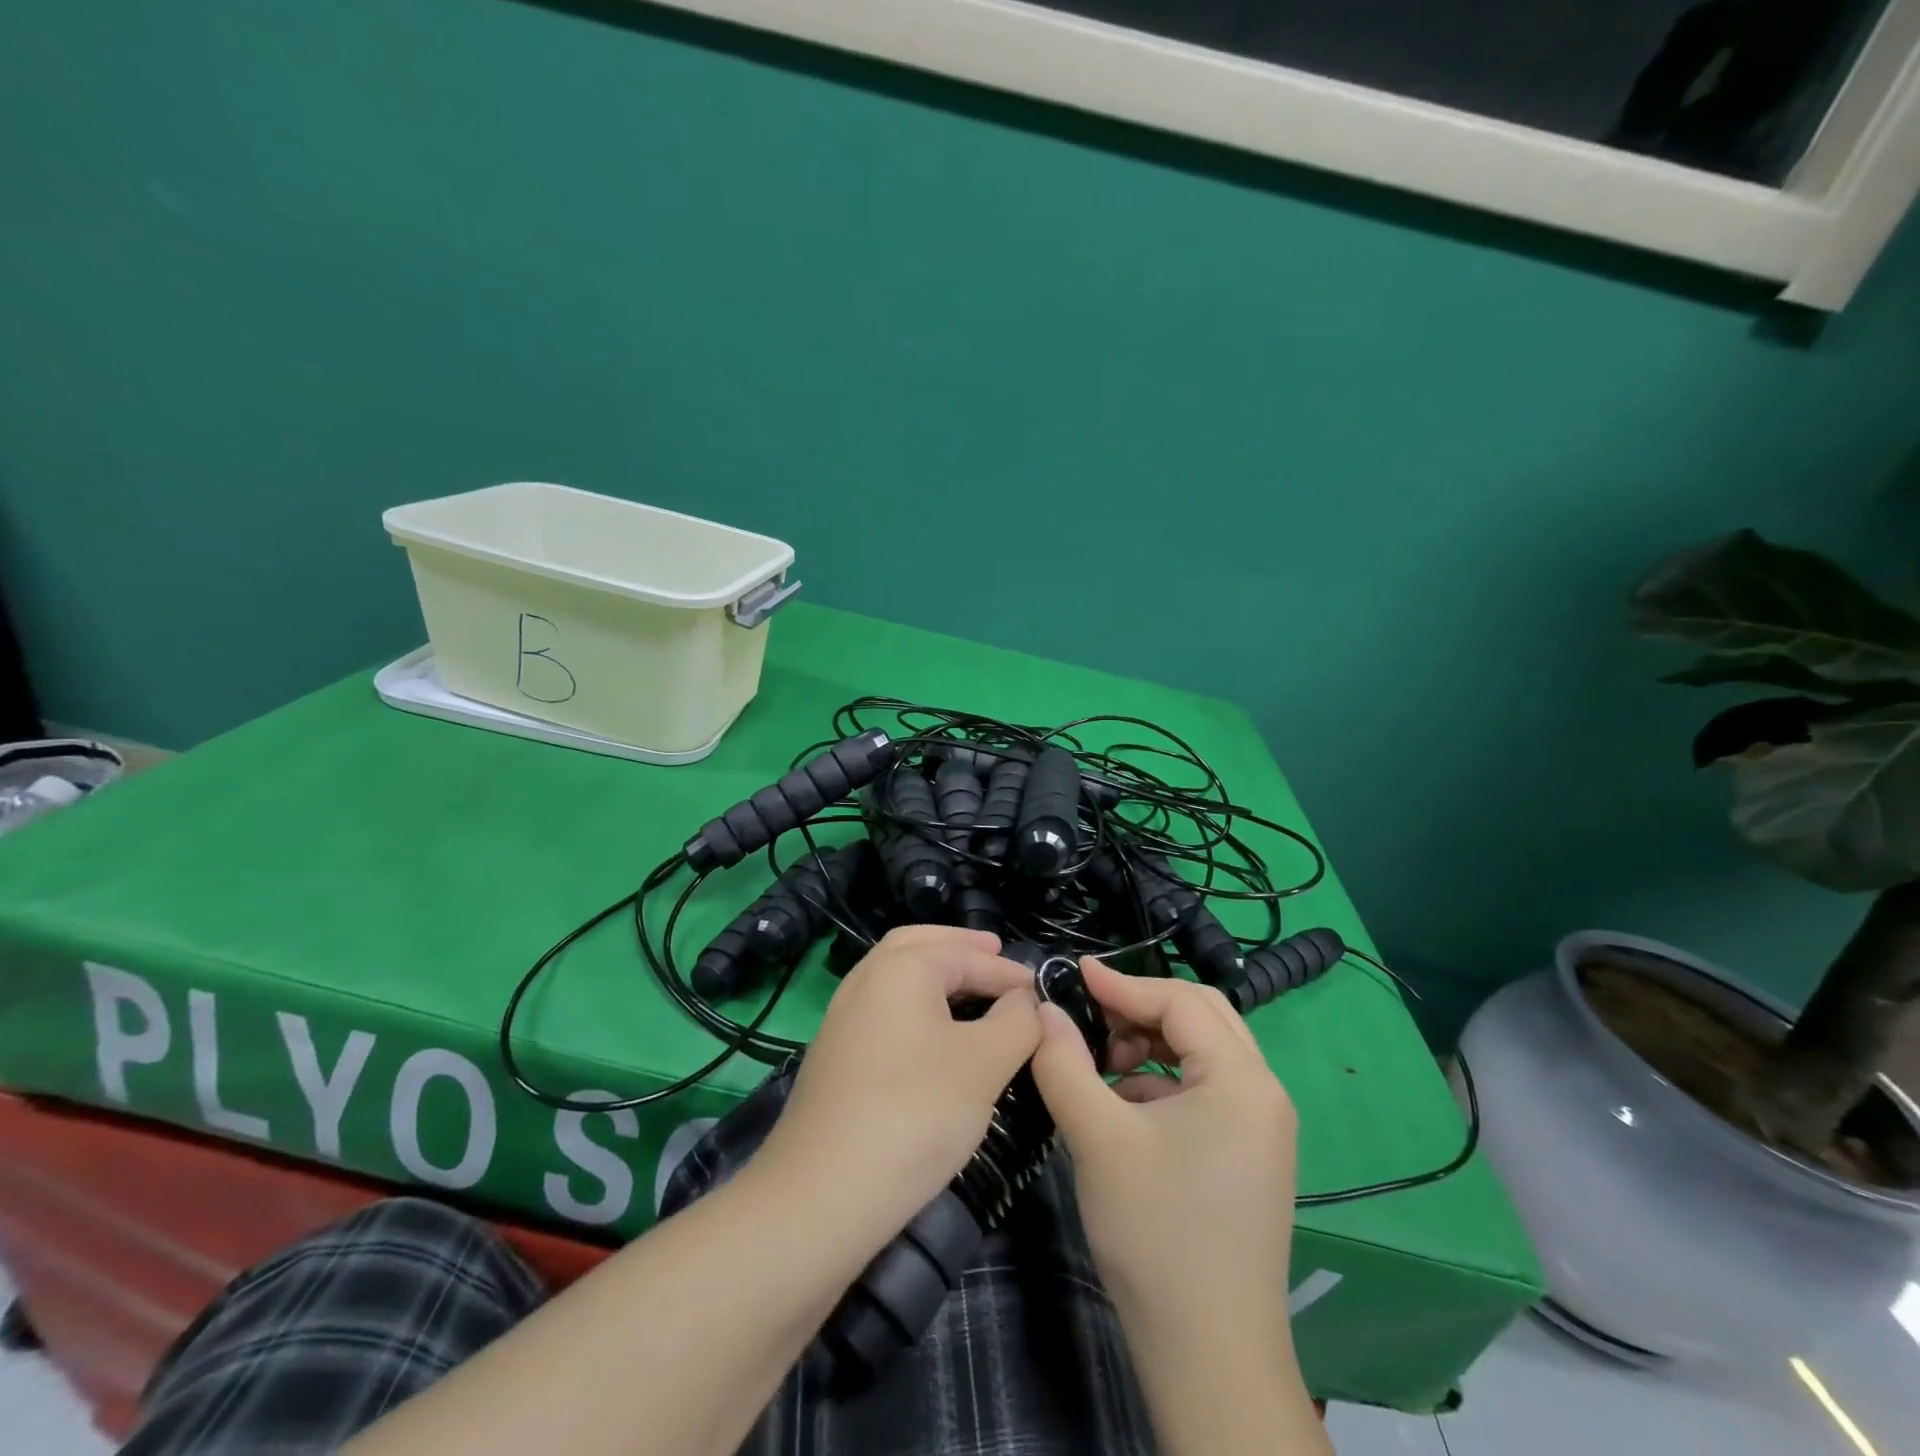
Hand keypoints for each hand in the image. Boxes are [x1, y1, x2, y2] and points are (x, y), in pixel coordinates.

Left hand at [758, 926, 1041, 1235]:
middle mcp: (865, 980)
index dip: (1007, 971)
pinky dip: (915, 1005)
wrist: (820, 1195)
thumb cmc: (915, 1113)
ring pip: (895, 977)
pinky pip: (884, 1010)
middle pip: (917, 946)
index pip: (965, 955)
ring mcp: (842, 1019)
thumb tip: (1024, 1000)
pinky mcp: (835, 1056)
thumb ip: (1016, 1021)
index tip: (1040, 990)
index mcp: (900, 968)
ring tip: (970, 989)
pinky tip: (934, 1036)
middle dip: (959, 947)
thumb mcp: (984, 1063)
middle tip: (994, 953)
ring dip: (935, 974)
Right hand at [1029, 957, 1298, 1348]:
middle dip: (1142, 1008)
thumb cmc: (1155, 1234)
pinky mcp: (1249, 1154)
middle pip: (1202, 1016)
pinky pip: (1206, 1090)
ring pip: (1203, 1052)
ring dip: (1152, 1043)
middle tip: (1092, 1016)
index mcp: (1242, 1079)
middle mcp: (1264, 1092)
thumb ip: (1064, 1063)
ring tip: (1103, 1063)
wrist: (1209, 1357)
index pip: (1180, 1001)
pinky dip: (1163, 1081)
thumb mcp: (1097, 1138)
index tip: (1074, 974)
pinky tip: (1123, 1105)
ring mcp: (1262, 1127)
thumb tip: (1043, 1009)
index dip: (1123, 983)